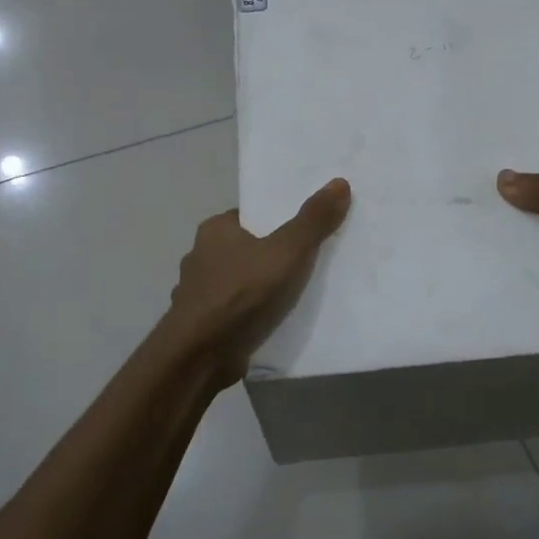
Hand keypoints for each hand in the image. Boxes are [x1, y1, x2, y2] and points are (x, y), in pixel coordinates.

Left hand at [167, 179, 352, 385]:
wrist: (200, 356)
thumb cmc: (242, 293)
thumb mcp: (287, 251)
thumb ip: (313, 220)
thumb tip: (339, 182)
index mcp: (215, 230)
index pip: (251, 216)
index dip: (278, 221)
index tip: (305, 230)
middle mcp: (201, 256)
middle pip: (247, 248)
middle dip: (272, 255)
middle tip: (309, 261)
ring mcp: (199, 293)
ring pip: (240, 281)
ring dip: (261, 288)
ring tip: (297, 294)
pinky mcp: (203, 324)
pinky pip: (235, 310)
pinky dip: (252, 313)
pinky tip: (273, 321)